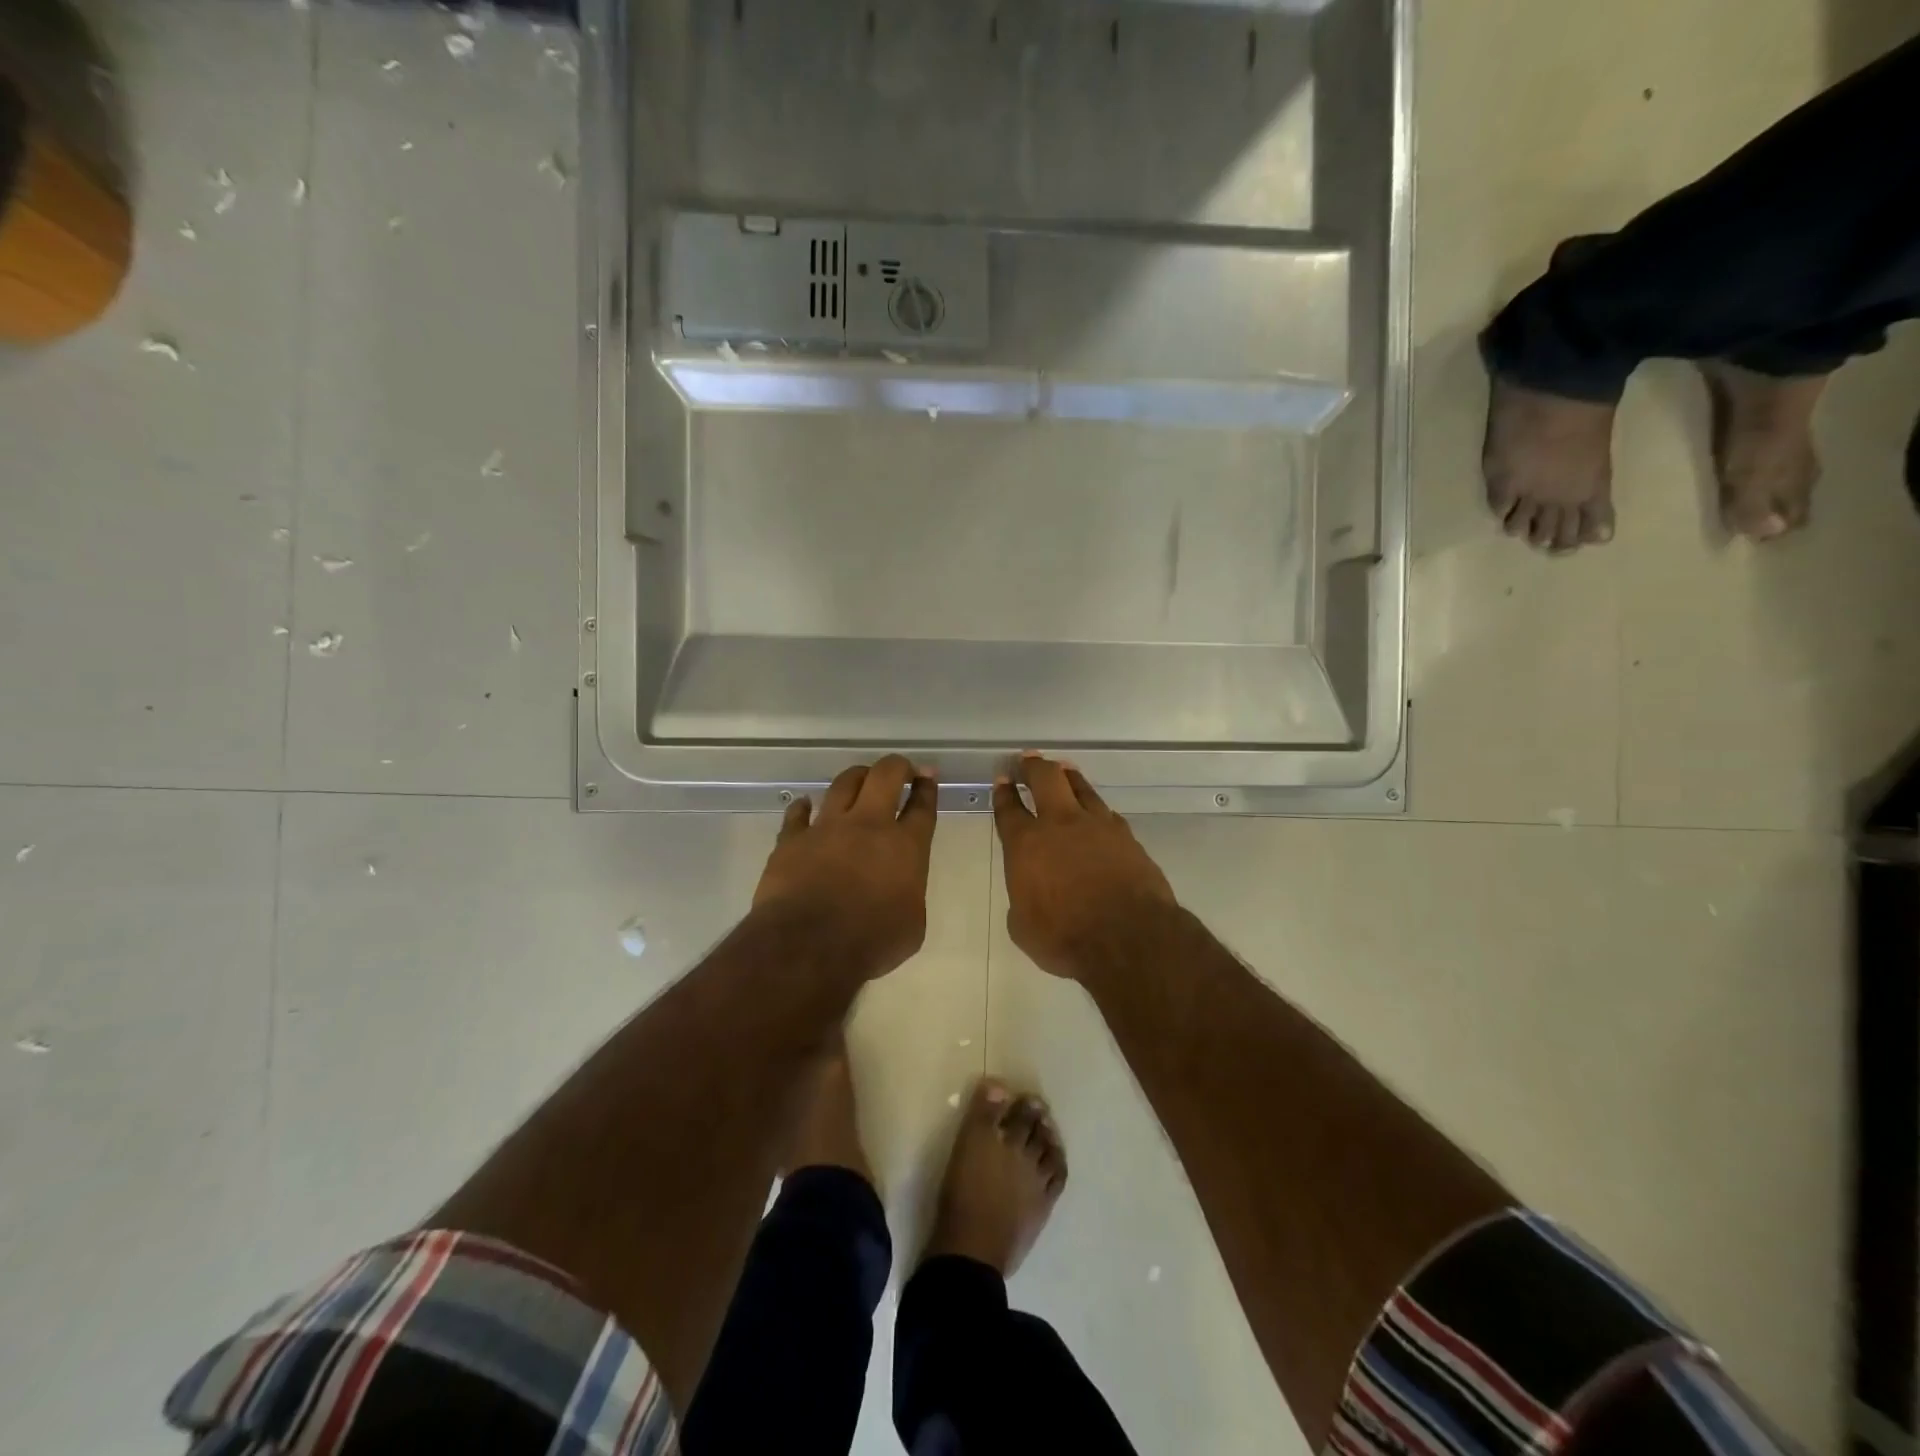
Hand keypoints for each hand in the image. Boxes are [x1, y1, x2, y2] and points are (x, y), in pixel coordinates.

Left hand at [754, 755, 937, 979]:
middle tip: (900, 769)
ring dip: (856, 777)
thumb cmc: (870, 942)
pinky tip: (804, 805)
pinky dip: (803, 808)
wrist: (808, 946)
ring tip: (860, 778)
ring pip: (843, 783)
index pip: (922, 806)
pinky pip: (797, 814)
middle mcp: (868, 826)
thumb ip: (910, 897)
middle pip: (885, 776)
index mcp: (906, 847)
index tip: (928, 777)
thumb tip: (900, 891)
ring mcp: (827, 828)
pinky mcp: (792, 840)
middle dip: (896, 766)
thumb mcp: (912, 927)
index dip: (927, 788)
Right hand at [992, 753, 1176, 980]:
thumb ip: (1022, 899)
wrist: (1129, 938)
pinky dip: (1095, 807)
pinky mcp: (1126, 836)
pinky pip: (1106, 812)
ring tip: (1062, 770)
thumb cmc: (1065, 937)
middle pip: (1045, 778)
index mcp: (1026, 844)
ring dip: (1067, 776)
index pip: (1009, 808)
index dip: (1003, 791)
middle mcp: (1060, 824)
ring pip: (1080, 786)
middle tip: (1028, 759)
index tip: (1002, 778)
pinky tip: (1095, 811)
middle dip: (1033, 765)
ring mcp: (1097, 826)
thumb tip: (1030, 892)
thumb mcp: (1023, 927)